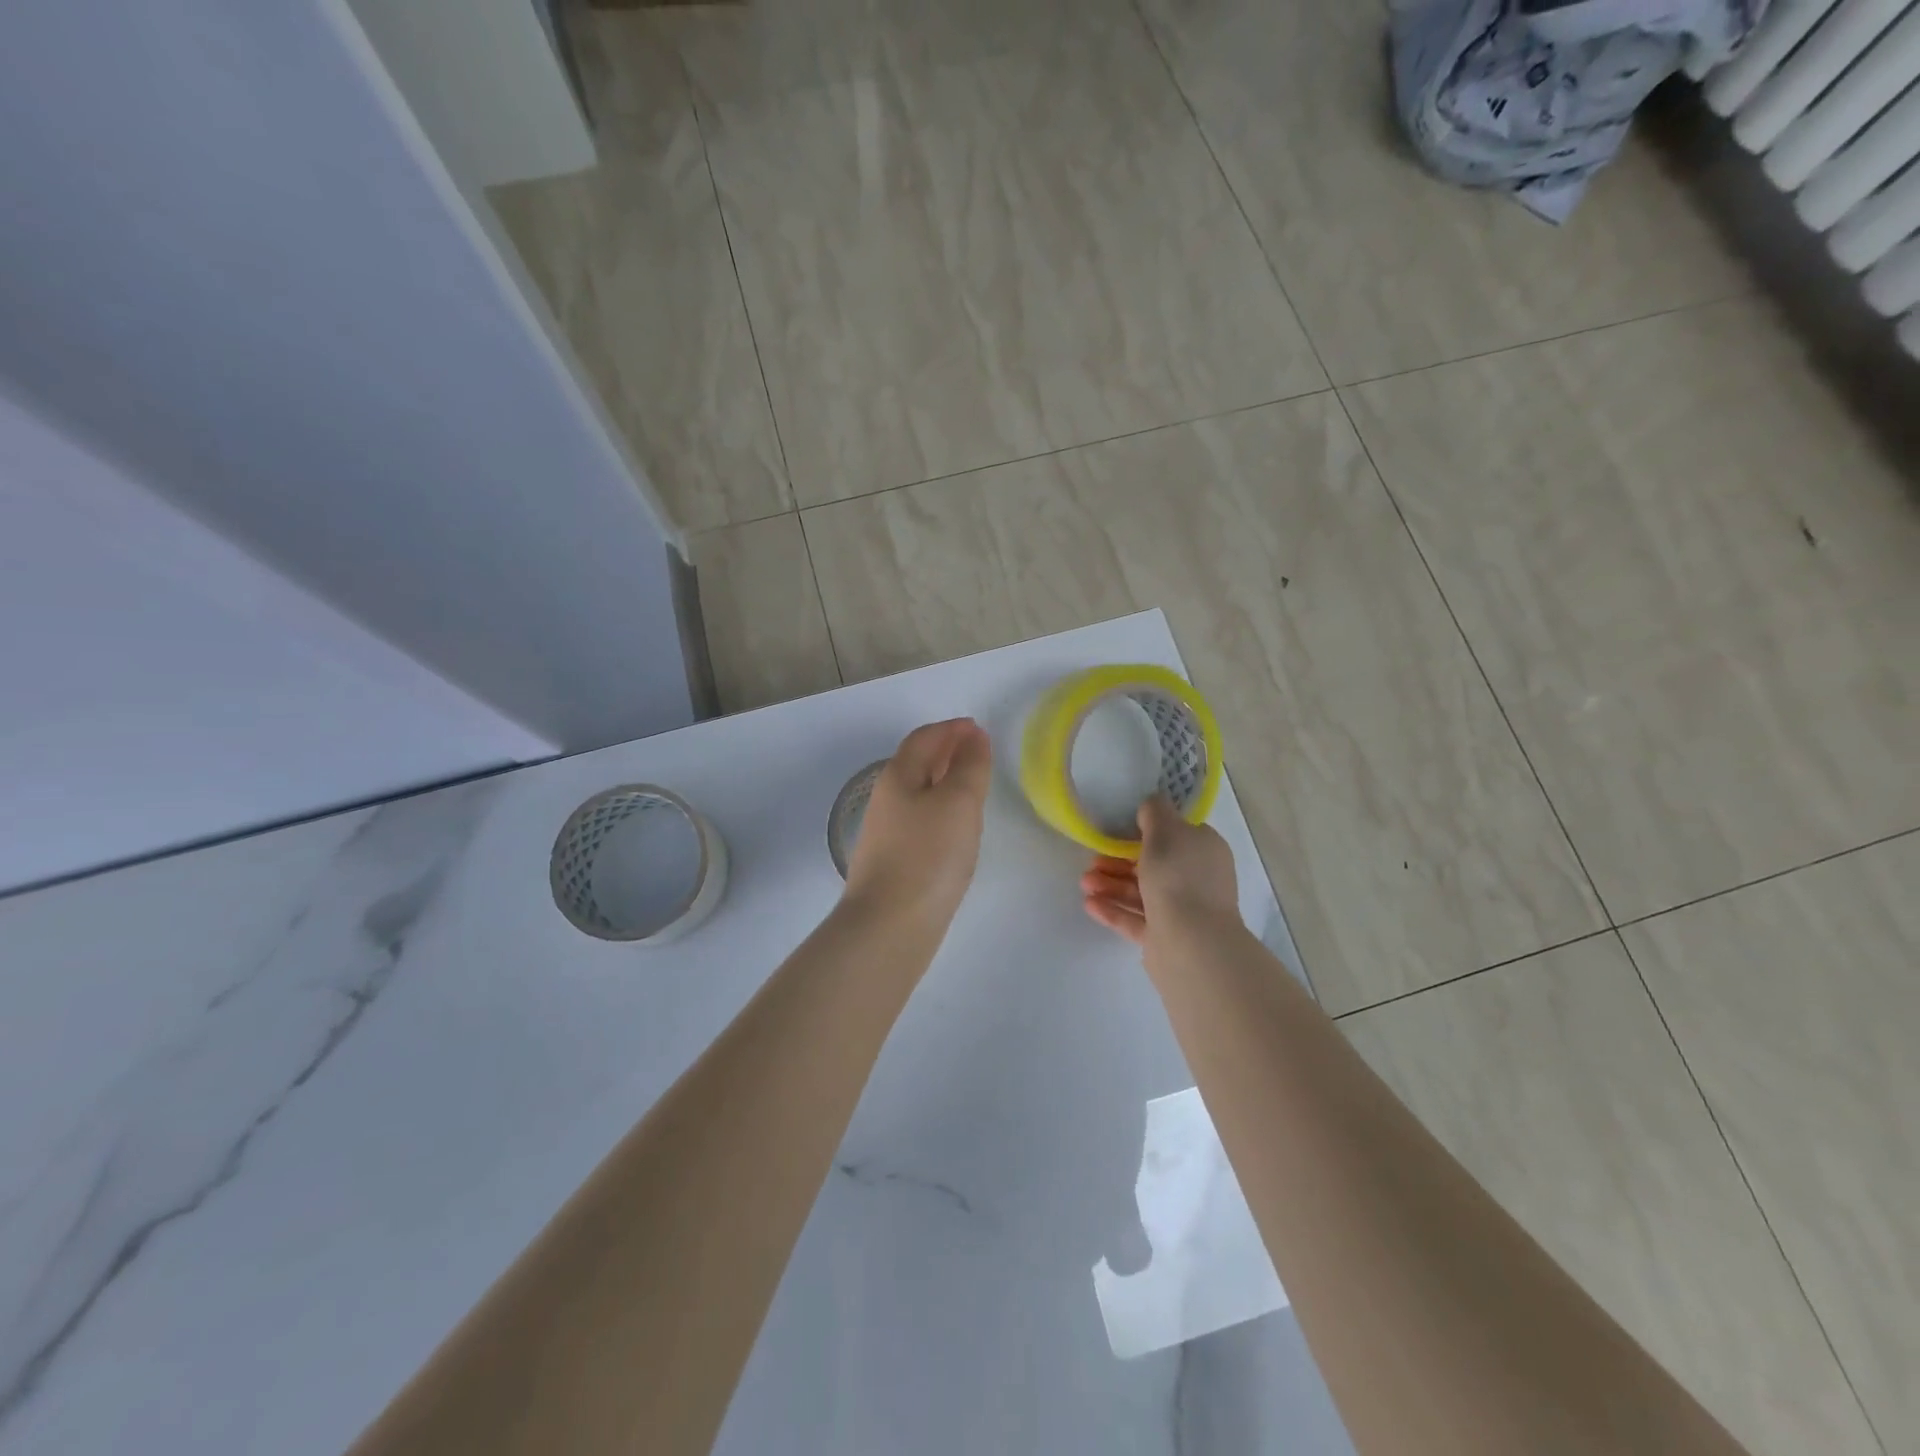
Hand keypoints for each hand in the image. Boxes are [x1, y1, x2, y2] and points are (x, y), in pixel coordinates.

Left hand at [843, 718, 992, 926]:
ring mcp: (887, 833)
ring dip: (944, 781)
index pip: (924, 738)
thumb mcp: (958, 802)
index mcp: (898, 776)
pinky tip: (956, 828)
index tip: (978, 728)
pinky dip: (940, 810)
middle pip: (916, 763)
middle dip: (946, 751)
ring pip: (918, 793)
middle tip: (978, 752)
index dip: (951, 729)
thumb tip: (973, 737)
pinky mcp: (894, 861)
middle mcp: (887, 799)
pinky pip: (920, 820)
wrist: (890, 925)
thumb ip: (969, 766)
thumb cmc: (928, 856)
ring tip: (973, 786)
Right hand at [1080, 795, 1238, 946]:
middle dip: (1119, 860)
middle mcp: (1196, 879)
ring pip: (1141, 892)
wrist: (1191, 943)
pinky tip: (1088, 904)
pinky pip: (1134, 919)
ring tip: (1084, 883)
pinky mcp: (1164, 938)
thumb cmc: (1179, 877)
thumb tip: (1150, 806)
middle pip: (1153, 864)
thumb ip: (1154, 812)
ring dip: (1111, 884)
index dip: (1147, 830)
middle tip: (1092, 859)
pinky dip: (1112, 909)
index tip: (1119, 828)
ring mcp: (1182, 911)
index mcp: (1203, 850)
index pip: (1176, 834)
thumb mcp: (1166, 830)